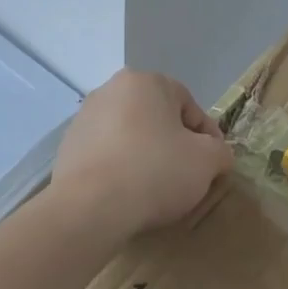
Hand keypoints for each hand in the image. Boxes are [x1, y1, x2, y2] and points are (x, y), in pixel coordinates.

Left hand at [51, 71, 231, 242]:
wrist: (90, 207)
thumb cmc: (155, 171)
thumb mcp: (207, 161)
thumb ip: (219, 151)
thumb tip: (217, 154)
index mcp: (145, 82)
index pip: (188, 105)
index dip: (207, 136)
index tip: (213, 163)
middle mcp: (111, 90)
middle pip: (157, 118)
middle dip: (174, 143)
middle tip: (187, 175)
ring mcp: (84, 118)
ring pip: (130, 135)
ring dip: (146, 155)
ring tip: (156, 188)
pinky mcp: (68, 147)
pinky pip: (107, 154)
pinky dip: (121, 168)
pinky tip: (128, 193)